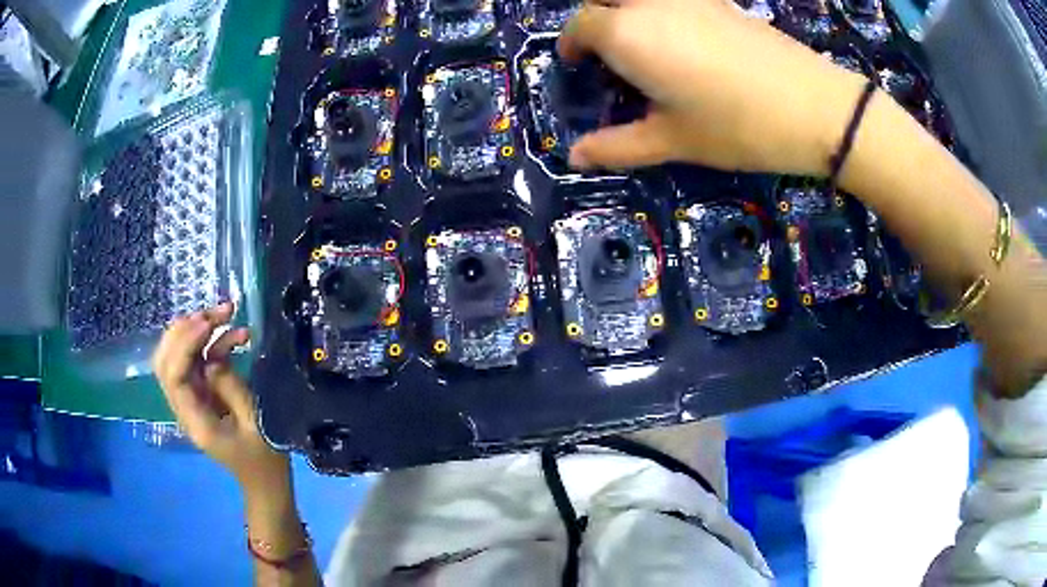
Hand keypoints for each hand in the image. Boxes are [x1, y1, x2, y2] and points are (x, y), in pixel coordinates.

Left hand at [152, 303, 288, 490]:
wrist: (264, 481)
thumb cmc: (264, 459)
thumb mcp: (255, 425)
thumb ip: (232, 389)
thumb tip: (213, 359)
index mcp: (195, 421)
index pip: (173, 375)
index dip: (185, 344)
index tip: (209, 324)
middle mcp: (185, 406)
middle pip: (165, 360)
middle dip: (185, 329)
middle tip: (214, 313)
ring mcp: (192, 398)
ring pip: (178, 355)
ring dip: (198, 329)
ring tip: (227, 313)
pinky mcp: (202, 392)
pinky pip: (199, 360)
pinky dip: (213, 342)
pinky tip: (238, 335)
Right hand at [560, 0, 867, 174]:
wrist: (813, 107)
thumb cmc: (735, 126)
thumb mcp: (672, 141)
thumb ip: (617, 146)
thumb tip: (575, 157)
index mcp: (626, 34)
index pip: (579, 25)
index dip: (571, 44)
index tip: (576, 64)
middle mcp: (649, 4)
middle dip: (594, 18)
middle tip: (606, 51)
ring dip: (627, 10)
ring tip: (643, 43)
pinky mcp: (719, 0)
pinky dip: (663, 10)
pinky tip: (683, 37)